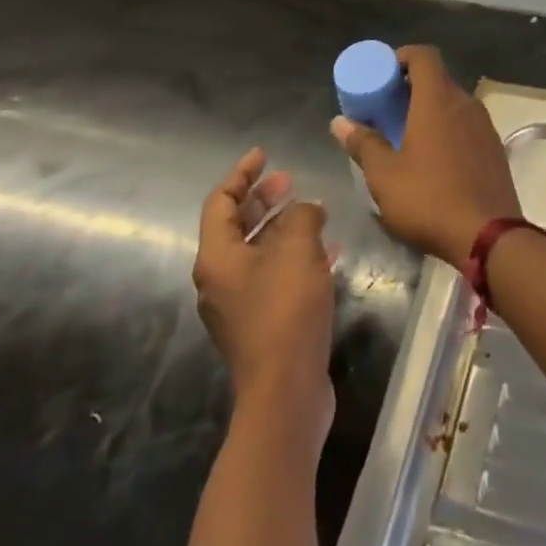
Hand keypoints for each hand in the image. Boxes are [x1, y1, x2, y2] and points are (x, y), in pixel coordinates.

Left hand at [191, 148, 335, 445]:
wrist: (286, 391)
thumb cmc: (286, 310)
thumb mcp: (298, 249)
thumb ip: (302, 216)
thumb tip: (306, 208)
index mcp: (217, 258)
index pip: (221, 202)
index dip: (242, 174)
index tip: (265, 154)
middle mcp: (219, 280)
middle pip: (237, 226)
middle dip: (264, 199)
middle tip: (291, 180)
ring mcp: (239, 305)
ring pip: (258, 252)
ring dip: (283, 227)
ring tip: (314, 210)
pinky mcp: (261, 324)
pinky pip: (274, 275)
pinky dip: (295, 256)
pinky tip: (328, 250)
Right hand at [330, 46, 521, 265]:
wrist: (488, 234)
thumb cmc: (429, 200)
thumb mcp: (385, 176)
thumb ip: (363, 144)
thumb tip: (340, 122)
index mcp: (438, 100)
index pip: (424, 55)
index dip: (402, 56)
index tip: (383, 74)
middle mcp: (465, 103)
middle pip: (438, 78)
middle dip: (411, 86)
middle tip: (387, 108)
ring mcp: (484, 124)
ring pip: (454, 102)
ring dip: (431, 108)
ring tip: (407, 134)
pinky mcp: (494, 146)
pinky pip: (467, 123)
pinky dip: (448, 127)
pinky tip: (434, 157)